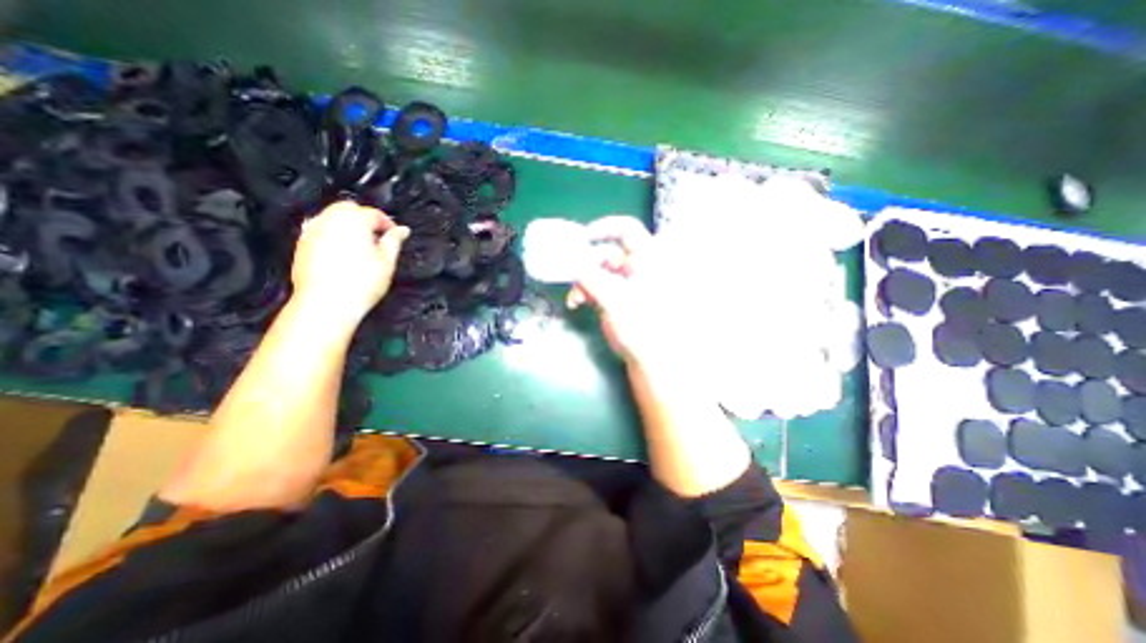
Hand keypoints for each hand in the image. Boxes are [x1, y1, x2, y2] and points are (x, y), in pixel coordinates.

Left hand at [288, 200, 408, 326]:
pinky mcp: (302, 243)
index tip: (395, 235)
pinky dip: (333, 234)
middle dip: (365, 219)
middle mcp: (330, 219)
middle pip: (350, 208)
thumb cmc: (360, 284)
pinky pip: (320, 230)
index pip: (375, 213)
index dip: (388, 224)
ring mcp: (312, 230)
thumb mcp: (387, 262)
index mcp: (354, 220)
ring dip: (348, 225)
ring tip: (361, 246)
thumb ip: (394, 241)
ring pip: (333, 217)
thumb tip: (402, 230)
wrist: (327, 303)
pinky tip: (342, 252)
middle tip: (379, 238)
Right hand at [566, 214, 668, 368]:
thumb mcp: (615, 298)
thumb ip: (590, 277)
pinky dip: (585, 290)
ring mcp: (627, 283)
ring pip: (599, 270)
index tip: (582, 237)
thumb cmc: (642, 326)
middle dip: (586, 262)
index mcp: (648, 259)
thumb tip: (570, 259)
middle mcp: (638, 267)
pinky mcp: (617, 297)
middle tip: (570, 272)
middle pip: (607, 251)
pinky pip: (597, 285)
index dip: (605, 228)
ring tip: (575, 296)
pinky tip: (577, 302)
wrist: (649, 360)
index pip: (628, 229)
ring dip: (583, 279)